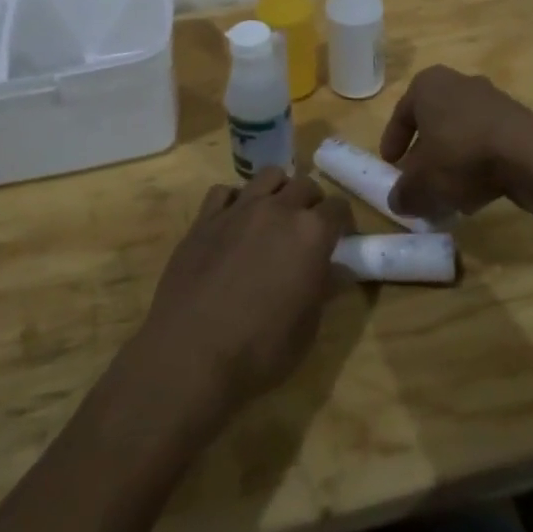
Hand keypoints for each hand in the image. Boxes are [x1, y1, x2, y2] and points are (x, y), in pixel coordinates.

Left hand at [132, 169, 352, 429]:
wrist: (190, 355)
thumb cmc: (260, 349)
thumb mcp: (307, 327)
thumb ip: (324, 288)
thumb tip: (338, 270)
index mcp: (311, 233)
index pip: (338, 208)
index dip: (343, 223)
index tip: (340, 239)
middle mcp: (277, 210)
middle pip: (305, 185)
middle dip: (312, 202)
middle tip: (308, 230)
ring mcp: (238, 210)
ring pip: (267, 176)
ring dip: (278, 191)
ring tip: (274, 217)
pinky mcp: (204, 219)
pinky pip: (224, 191)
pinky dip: (235, 201)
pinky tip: (234, 223)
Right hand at [378, 65, 532, 219]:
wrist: (528, 154)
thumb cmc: (460, 155)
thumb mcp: (421, 182)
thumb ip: (404, 193)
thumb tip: (399, 201)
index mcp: (428, 85)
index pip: (402, 112)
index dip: (393, 140)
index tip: (390, 163)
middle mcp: (459, 83)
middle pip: (434, 121)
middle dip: (425, 153)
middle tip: (419, 179)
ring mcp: (492, 98)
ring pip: (462, 133)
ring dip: (453, 161)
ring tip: (449, 193)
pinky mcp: (518, 119)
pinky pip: (488, 142)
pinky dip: (478, 164)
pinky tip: (477, 192)